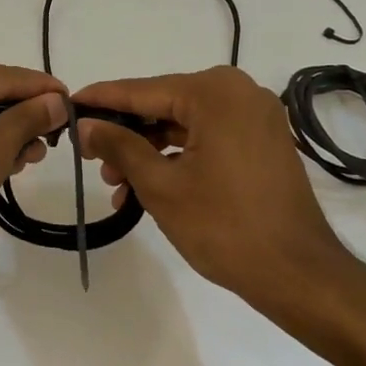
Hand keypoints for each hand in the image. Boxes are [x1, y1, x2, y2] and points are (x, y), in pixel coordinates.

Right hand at [72, 67, 365, 327]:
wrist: (298, 274)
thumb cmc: (224, 226)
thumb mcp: (160, 185)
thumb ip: (119, 146)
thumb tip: (86, 124)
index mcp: (215, 93)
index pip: (142, 90)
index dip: (101, 99)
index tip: (67, 104)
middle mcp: (238, 93)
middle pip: (163, 105)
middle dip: (124, 133)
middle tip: (89, 157)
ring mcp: (254, 117)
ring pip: (182, 124)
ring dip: (147, 150)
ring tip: (115, 185)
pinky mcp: (260, 142)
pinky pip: (205, 138)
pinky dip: (175, 158)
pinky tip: (145, 187)